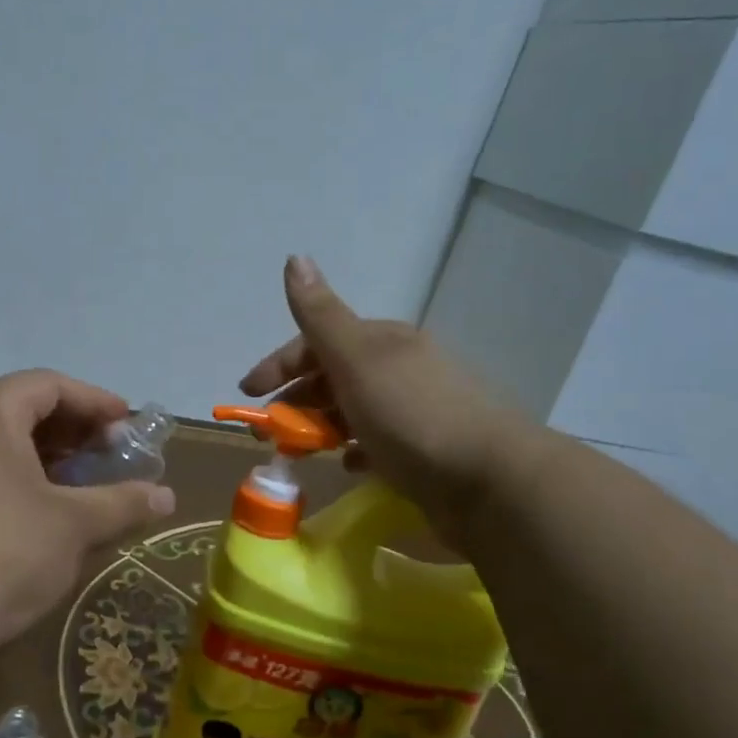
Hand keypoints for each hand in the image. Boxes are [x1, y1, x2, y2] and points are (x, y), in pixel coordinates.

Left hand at [0, 370, 175, 679]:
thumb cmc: (4, 553)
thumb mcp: (75, 525)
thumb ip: (123, 502)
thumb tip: (167, 497)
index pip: (47, 385)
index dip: (94, 400)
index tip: (127, 423)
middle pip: (21, 410)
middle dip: (73, 430)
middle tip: (110, 455)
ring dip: (47, 458)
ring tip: (82, 485)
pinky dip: (17, 481)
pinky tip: (42, 515)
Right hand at [239, 256, 534, 537]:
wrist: (489, 480)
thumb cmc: (411, 415)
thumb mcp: (357, 359)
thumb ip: (320, 316)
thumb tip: (295, 257)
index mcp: (382, 341)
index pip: (317, 341)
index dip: (279, 364)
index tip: (248, 393)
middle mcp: (399, 367)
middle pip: (333, 376)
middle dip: (295, 399)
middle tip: (267, 431)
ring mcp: (415, 408)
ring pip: (352, 410)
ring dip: (320, 426)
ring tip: (300, 451)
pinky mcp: (425, 448)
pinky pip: (377, 442)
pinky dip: (354, 449)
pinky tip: (348, 465)